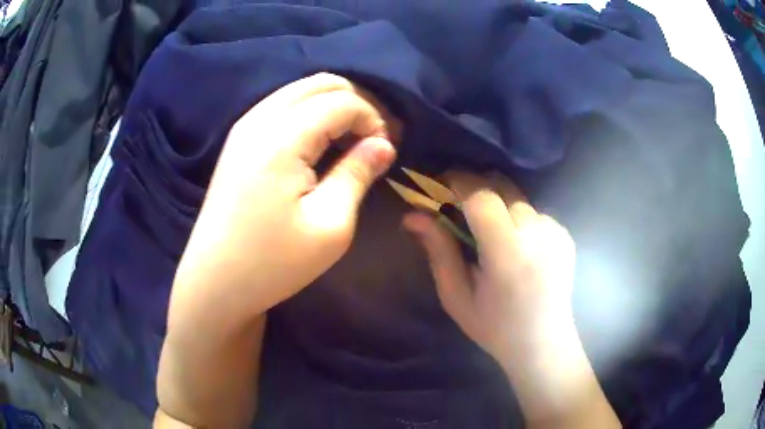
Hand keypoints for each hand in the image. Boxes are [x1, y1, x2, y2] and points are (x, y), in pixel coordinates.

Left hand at [170, 73, 398, 324]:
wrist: (216, 280)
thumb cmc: (273, 263)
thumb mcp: (329, 225)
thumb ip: (357, 173)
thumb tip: (383, 144)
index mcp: (282, 138)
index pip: (342, 102)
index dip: (373, 120)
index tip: (384, 152)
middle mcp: (260, 118)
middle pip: (322, 83)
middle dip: (356, 104)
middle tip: (370, 141)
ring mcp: (245, 125)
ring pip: (301, 90)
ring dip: (333, 107)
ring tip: (348, 142)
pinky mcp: (238, 138)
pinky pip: (282, 105)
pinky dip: (310, 114)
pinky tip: (318, 144)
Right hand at [403, 172, 575, 366]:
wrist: (543, 344)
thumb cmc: (494, 327)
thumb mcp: (456, 296)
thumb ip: (438, 250)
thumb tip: (413, 215)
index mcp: (507, 252)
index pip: (481, 195)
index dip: (458, 181)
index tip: (440, 184)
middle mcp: (537, 233)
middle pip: (502, 186)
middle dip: (475, 187)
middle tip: (458, 206)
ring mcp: (556, 231)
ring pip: (517, 197)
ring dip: (497, 204)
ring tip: (489, 234)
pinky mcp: (565, 234)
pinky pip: (534, 211)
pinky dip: (517, 218)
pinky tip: (516, 247)